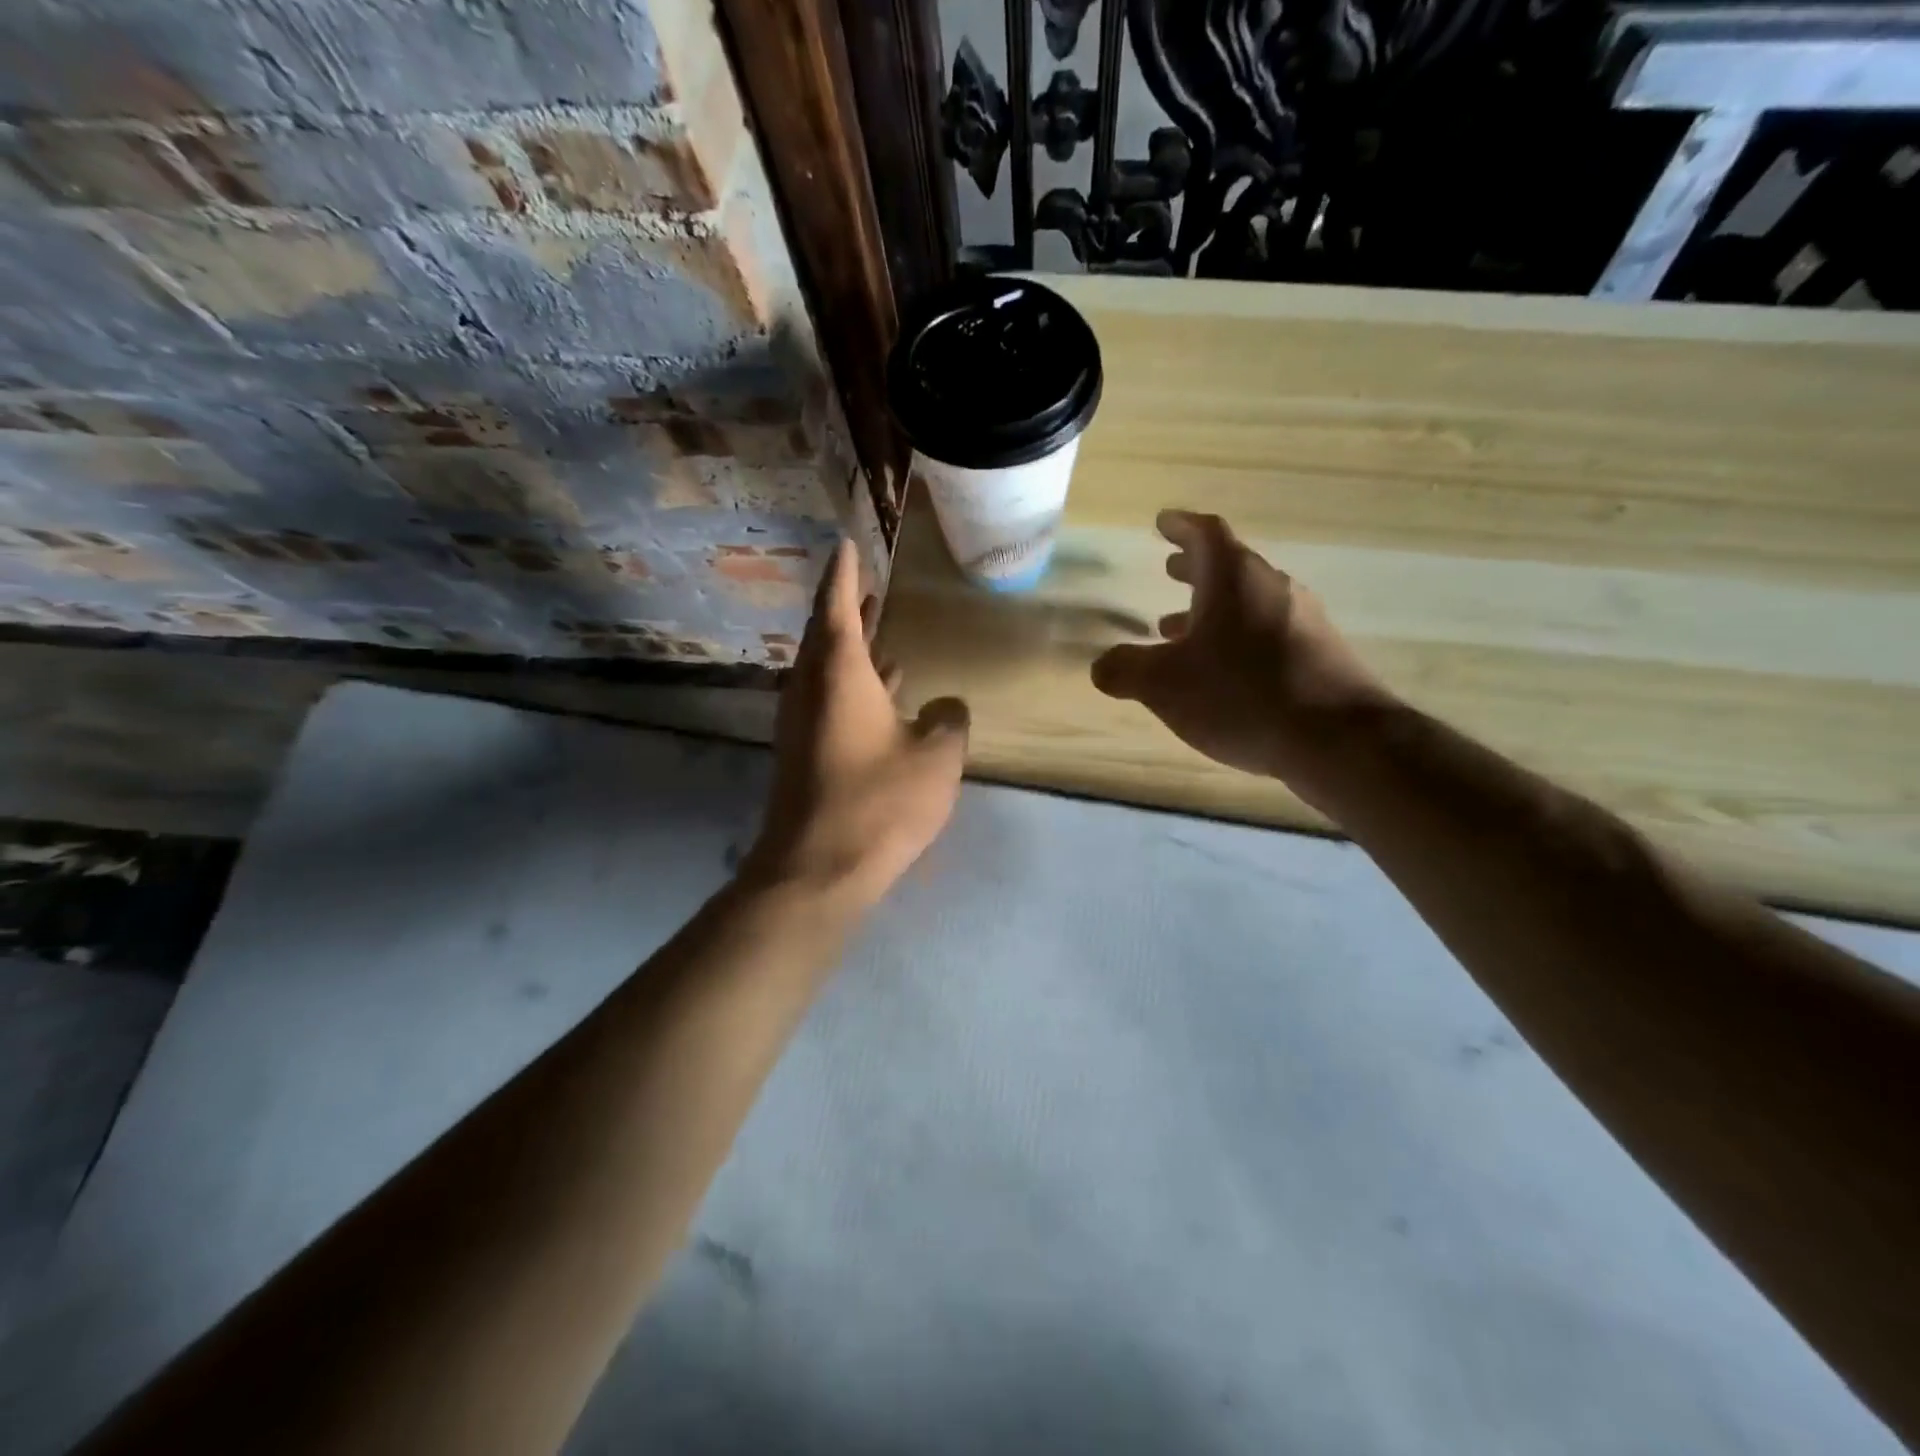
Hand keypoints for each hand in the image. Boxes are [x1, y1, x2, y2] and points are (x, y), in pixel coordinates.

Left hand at [745, 540, 969, 909]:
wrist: (818, 868)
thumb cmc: (879, 801)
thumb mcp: (937, 756)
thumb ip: (950, 720)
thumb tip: (946, 706)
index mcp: (839, 673)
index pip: (836, 605)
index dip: (844, 572)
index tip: (846, 543)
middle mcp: (811, 688)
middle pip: (825, 635)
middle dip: (848, 609)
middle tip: (869, 587)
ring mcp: (802, 723)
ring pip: (826, 670)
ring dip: (852, 649)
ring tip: (880, 630)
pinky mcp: (804, 753)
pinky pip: (828, 701)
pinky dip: (853, 686)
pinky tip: (882, 696)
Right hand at [1090, 510, 1393, 803]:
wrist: (1338, 739)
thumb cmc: (1241, 696)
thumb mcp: (1164, 685)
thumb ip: (1125, 670)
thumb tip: (1102, 665)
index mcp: (1234, 579)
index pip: (1205, 534)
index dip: (1180, 526)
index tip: (1162, 522)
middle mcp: (1272, 588)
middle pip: (1230, 566)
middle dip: (1195, 569)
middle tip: (1169, 571)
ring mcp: (1303, 620)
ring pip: (1248, 601)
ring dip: (1212, 609)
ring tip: (1179, 629)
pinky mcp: (1320, 653)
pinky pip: (1268, 630)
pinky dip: (1237, 636)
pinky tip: (1224, 670)